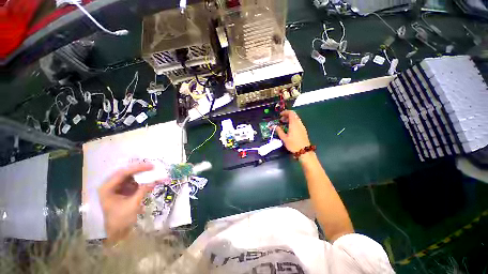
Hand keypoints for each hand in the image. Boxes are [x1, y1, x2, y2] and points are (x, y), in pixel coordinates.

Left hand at [99, 163, 154, 243]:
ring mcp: (118, 187)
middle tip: (152, 167)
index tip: (151, 166)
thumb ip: (143, 190)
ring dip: (142, 174)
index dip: (137, 168)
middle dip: (140, 169)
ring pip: (131, 176)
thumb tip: (155, 180)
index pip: (122, 173)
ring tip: (153, 172)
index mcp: (107, 188)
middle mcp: (111, 185)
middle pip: (126, 173)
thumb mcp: (132, 204)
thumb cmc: (121, 219)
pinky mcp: (125, 190)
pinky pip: (134, 181)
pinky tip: (151, 180)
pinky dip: (143, 180)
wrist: (118, 231)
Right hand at [275, 110, 310, 152]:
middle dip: (286, 116)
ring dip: (289, 119)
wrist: (304, 151)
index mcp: (294, 124)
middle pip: (293, 115)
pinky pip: (297, 123)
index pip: (291, 113)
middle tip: (281, 120)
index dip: (285, 112)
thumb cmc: (293, 144)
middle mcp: (299, 123)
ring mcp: (302, 126)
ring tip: (284, 124)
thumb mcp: (284, 138)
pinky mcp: (303, 130)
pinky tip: (289, 128)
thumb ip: (279, 131)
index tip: (280, 115)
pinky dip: (292, 122)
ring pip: (296, 119)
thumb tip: (274, 126)